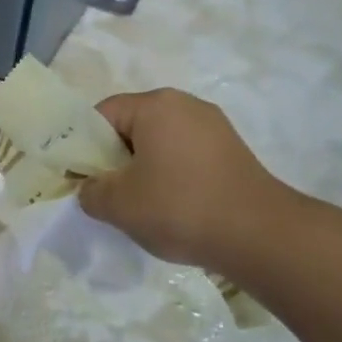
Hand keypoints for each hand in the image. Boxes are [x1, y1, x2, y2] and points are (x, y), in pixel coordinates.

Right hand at [79, 89, 294, 270]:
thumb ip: (90, 191)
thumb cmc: (180, 208)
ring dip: (142, 169)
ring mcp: (214, 127)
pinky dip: (171, 176)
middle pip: (132, 126)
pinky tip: (172, 207)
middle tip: (107, 194)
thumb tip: (90, 189)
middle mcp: (186, 105)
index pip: (102, 114)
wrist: (260, 236)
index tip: (81, 178)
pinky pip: (185, 156)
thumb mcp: (118, 204)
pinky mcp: (232, 151)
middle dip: (114, 159)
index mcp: (156, 105)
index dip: (84, 145)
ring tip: (140, 205)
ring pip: (159, 143)